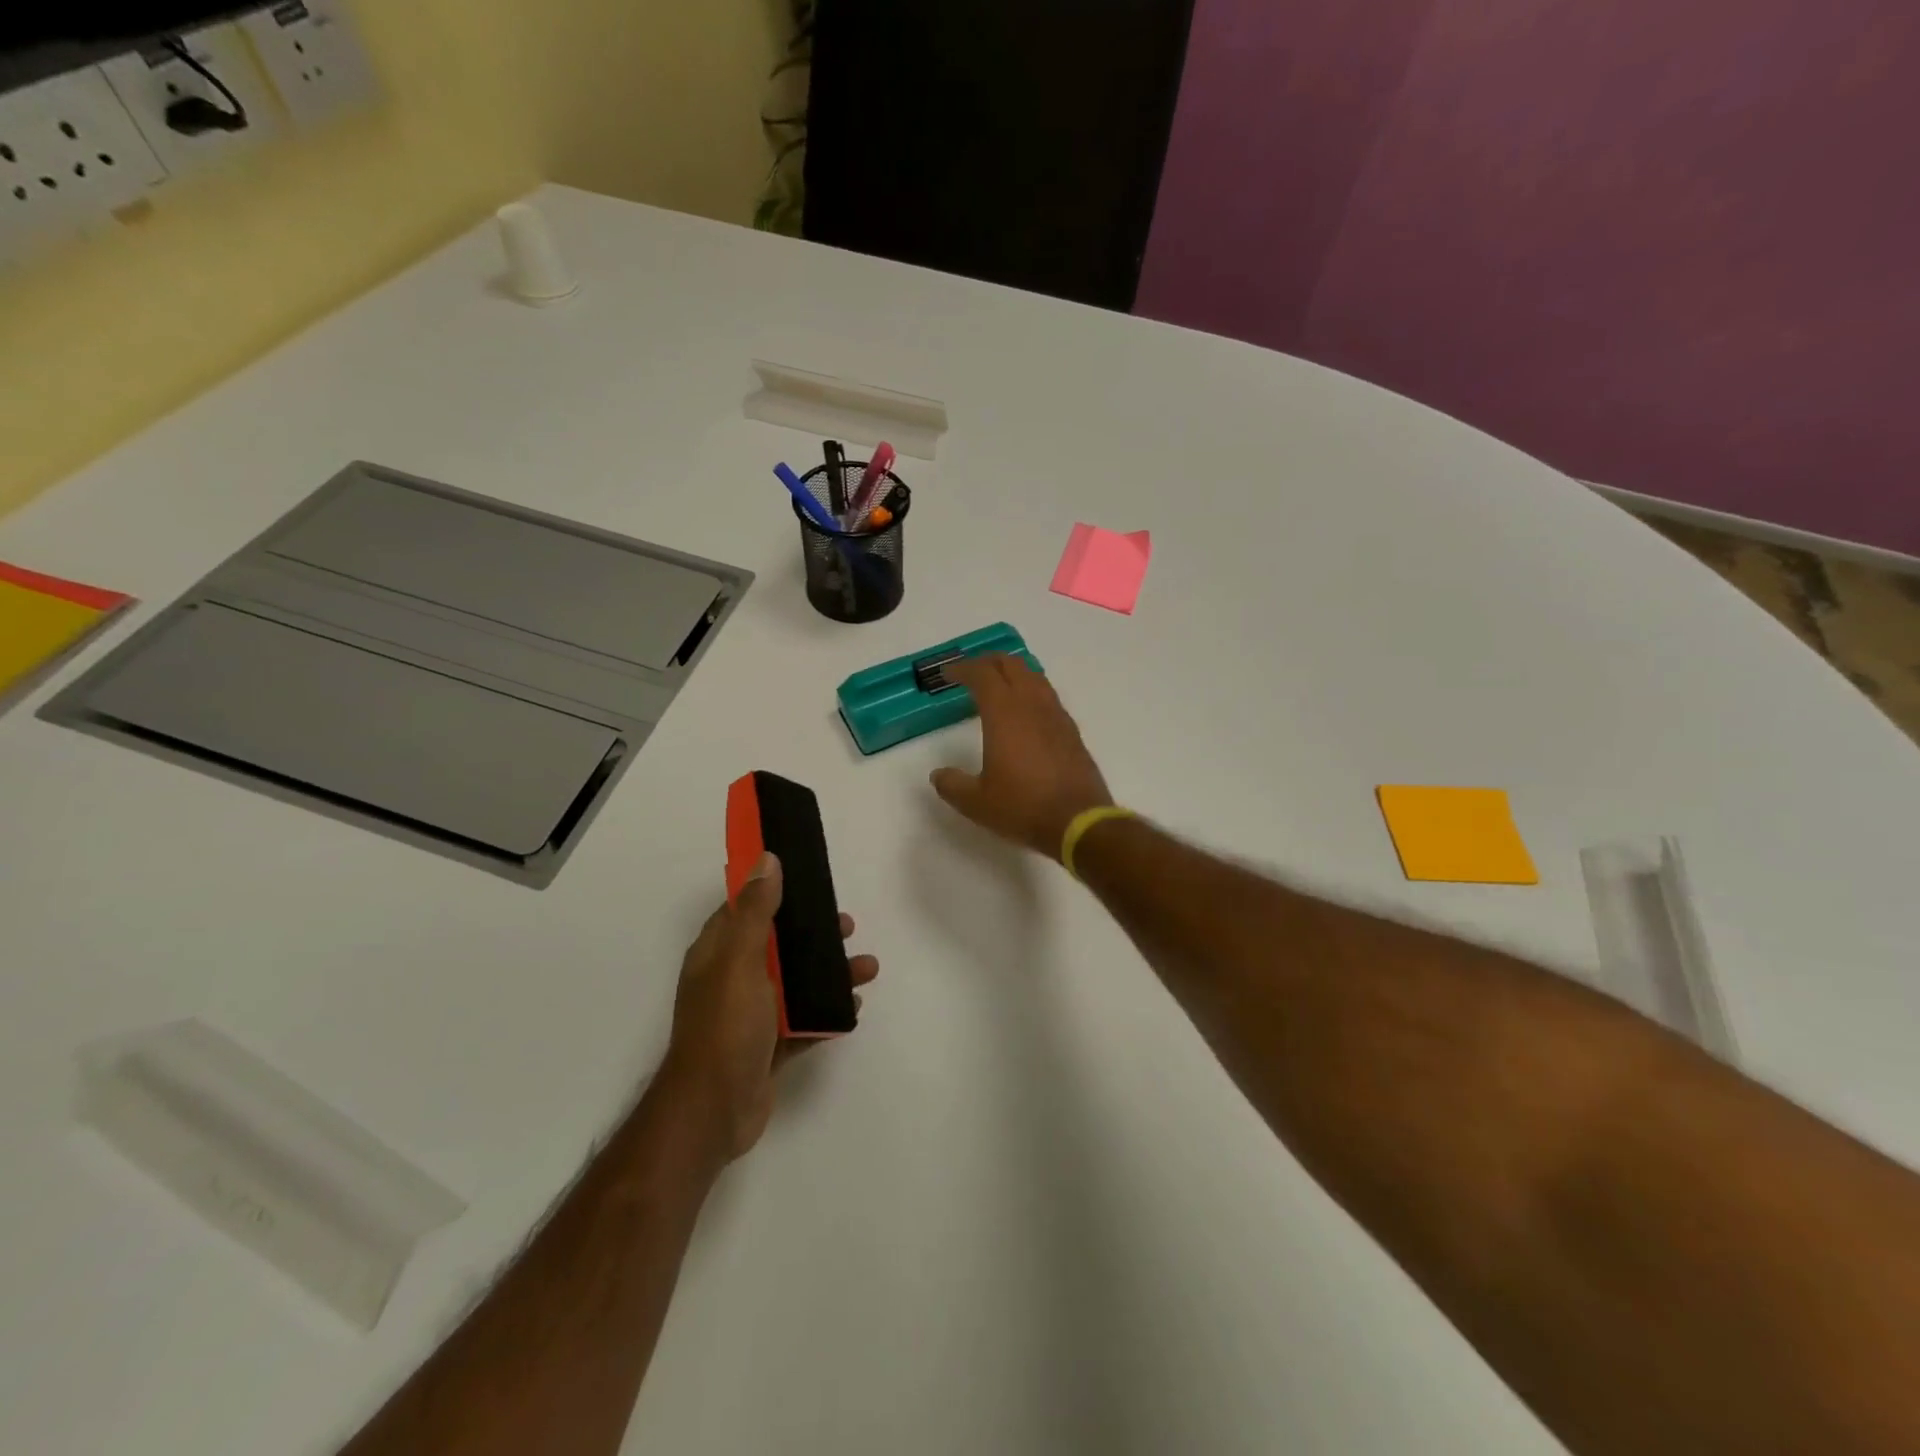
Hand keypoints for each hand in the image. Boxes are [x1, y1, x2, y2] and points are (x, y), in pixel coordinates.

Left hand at [663, 853, 879, 1161]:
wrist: (714, 1112)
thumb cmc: (726, 1028)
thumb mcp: (740, 961)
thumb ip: (755, 912)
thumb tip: (767, 859)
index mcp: (719, 953)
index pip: (744, 908)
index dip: (773, 890)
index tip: (808, 879)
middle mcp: (733, 978)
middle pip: (777, 943)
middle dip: (813, 932)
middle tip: (847, 925)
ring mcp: (751, 1014)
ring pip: (796, 981)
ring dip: (830, 972)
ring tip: (866, 968)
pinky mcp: (769, 1044)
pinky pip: (804, 1019)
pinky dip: (827, 1010)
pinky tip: (852, 1007)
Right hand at [930, 654, 1113, 859]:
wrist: (1079, 822)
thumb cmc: (1023, 807)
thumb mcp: (976, 802)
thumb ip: (953, 785)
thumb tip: (938, 775)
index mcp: (1004, 714)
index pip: (983, 674)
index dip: (963, 669)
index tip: (948, 675)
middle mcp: (1032, 705)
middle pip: (1011, 665)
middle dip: (988, 662)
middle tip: (971, 672)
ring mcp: (1056, 716)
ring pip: (1034, 676)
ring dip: (1013, 673)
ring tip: (999, 685)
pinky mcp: (1071, 731)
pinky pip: (1048, 696)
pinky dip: (1031, 691)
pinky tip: (1026, 712)